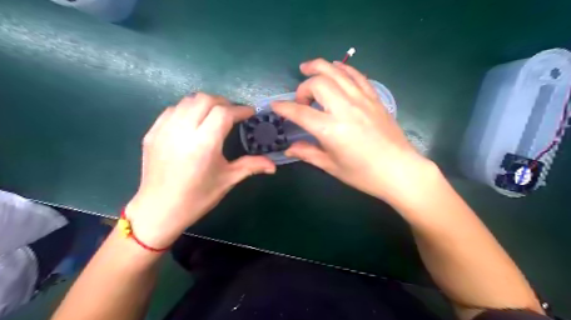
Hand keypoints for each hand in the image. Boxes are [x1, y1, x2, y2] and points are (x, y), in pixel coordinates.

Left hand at [125, 93, 275, 248]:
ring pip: (187, 101)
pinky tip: (193, 123)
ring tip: (214, 116)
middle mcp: (182, 131)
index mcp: (204, 144)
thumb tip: (273, 165)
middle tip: (233, 114)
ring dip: (205, 104)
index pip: (224, 113)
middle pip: (205, 99)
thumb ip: (251, 166)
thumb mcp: (227, 180)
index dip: (240, 110)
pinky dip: (187, 110)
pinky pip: (172, 110)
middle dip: (223, 102)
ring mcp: (164, 130)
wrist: (159, 210)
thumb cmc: (197, 197)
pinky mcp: (152, 132)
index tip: (250, 113)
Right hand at [273, 57, 433, 204]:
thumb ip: (308, 153)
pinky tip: (335, 69)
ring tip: (307, 67)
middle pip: (318, 83)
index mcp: (331, 129)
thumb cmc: (363, 174)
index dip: (284, 108)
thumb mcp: (332, 166)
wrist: (399, 170)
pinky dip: (342, 68)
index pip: (300, 112)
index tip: (275, 106)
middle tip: (301, 100)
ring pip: (337, 71)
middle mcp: (344, 108)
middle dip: (303, 88)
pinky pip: (356, 75)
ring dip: (319, 66)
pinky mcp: (374, 98)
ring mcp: (361, 100)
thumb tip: (289, 148)